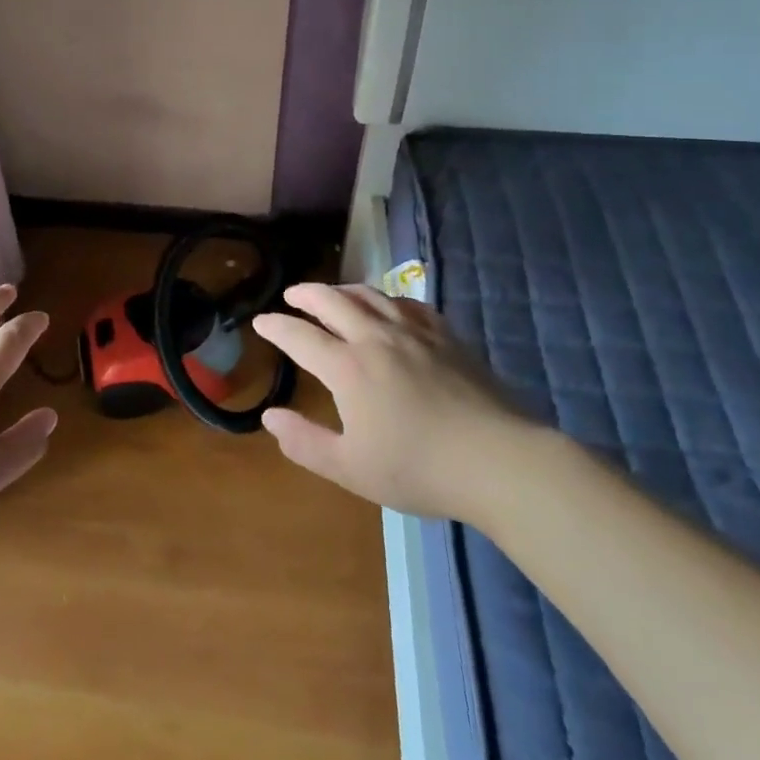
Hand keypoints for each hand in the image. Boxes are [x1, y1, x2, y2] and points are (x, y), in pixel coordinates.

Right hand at [253, 284, 538, 525]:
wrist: (498, 461)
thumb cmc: (419, 469)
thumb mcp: (350, 468)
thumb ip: (304, 442)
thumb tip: (269, 416)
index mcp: (347, 368)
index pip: (299, 336)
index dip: (275, 327)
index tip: (261, 322)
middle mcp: (375, 338)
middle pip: (332, 301)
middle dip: (306, 294)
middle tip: (292, 295)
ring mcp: (413, 333)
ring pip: (369, 296)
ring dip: (343, 290)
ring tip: (332, 294)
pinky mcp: (446, 337)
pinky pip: (408, 305)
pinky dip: (387, 300)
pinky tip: (388, 307)